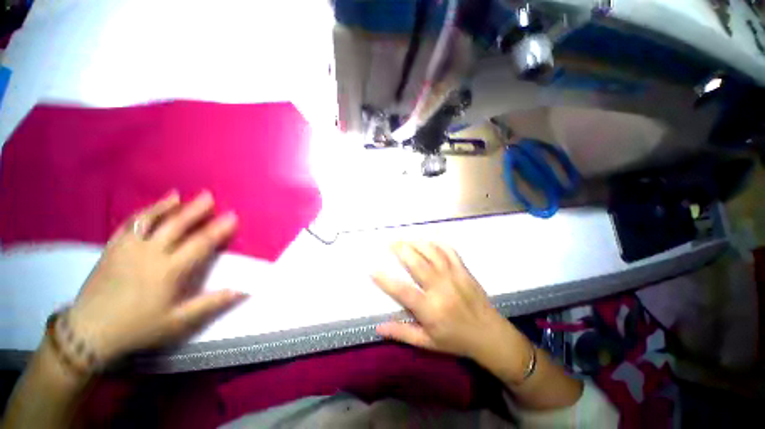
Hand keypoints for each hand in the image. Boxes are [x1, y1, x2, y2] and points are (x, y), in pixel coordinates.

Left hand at [68, 191, 246, 363]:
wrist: (89, 332)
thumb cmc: (138, 327)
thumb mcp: (178, 322)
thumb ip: (211, 303)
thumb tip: (243, 290)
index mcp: (169, 270)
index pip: (200, 243)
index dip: (218, 229)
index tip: (233, 216)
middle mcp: (150, 253)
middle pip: (176, 225)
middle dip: (195, 209)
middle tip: (209, 196)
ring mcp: (128, 248)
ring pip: (151, 220)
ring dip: (168, 206)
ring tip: (181, 195)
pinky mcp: (112, 248)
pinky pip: (130, 224)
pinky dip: (144, 212)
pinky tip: (153, 207)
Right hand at [373, 242, 525, 372]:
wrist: (491, 335)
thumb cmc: (456, 340)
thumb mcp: (427, 343)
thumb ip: (402, 334)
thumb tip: (378, 328)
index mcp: (430, 309)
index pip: (403, 291)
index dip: (385, 279)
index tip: (372, 269)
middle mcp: (441, 288)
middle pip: (417, 263)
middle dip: (401, 250)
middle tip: (389, 243)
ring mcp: (454, 275)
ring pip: (432, 252)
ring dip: (416, 243)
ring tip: (404, 239)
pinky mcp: (463, 270)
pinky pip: (449, 250)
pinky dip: (437, 242)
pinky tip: (427, 239)